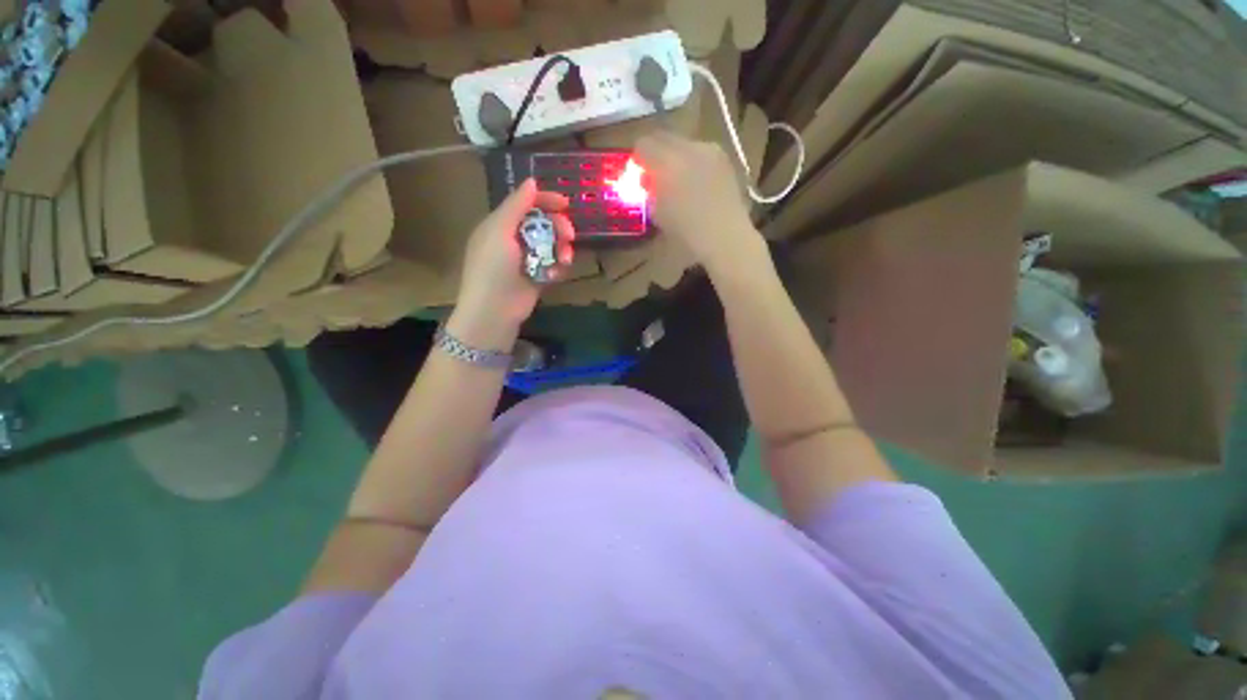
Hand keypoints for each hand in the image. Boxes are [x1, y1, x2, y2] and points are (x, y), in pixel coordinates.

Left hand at [454, 179, 574, 340]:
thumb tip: (532, 180)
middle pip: (544, 224)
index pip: (525, 204)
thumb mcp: (500, 231)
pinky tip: (554, 275)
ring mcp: (527, 259)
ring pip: (552, 245)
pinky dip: (557, 268)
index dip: (545, 201)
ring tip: (565, 260)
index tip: (566, 204)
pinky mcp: (538, 276)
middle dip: (558, 228)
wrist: (494, 310)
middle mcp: (514, 239)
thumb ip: (516, 205)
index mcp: (501, 225)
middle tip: (569, 236)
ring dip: (561, 250)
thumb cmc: (492, 267)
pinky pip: (554, 265)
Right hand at [635, 131, 763, 275]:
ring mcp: (709, 150)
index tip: (639, 170)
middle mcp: (688, 148)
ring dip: (677, 156)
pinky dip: (694, 161)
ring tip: (679, 178)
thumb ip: (649, 190)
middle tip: (656, 172)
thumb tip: (647, 179)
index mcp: (667, 163)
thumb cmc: (686, 231)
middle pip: (664, 137)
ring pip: (684, 143)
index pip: (644, 144)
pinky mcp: (724, 157)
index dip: (639, 157)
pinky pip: (702, 151)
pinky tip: (698, 182)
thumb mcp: (657, 213)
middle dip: (657, 152)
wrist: (724, 235)